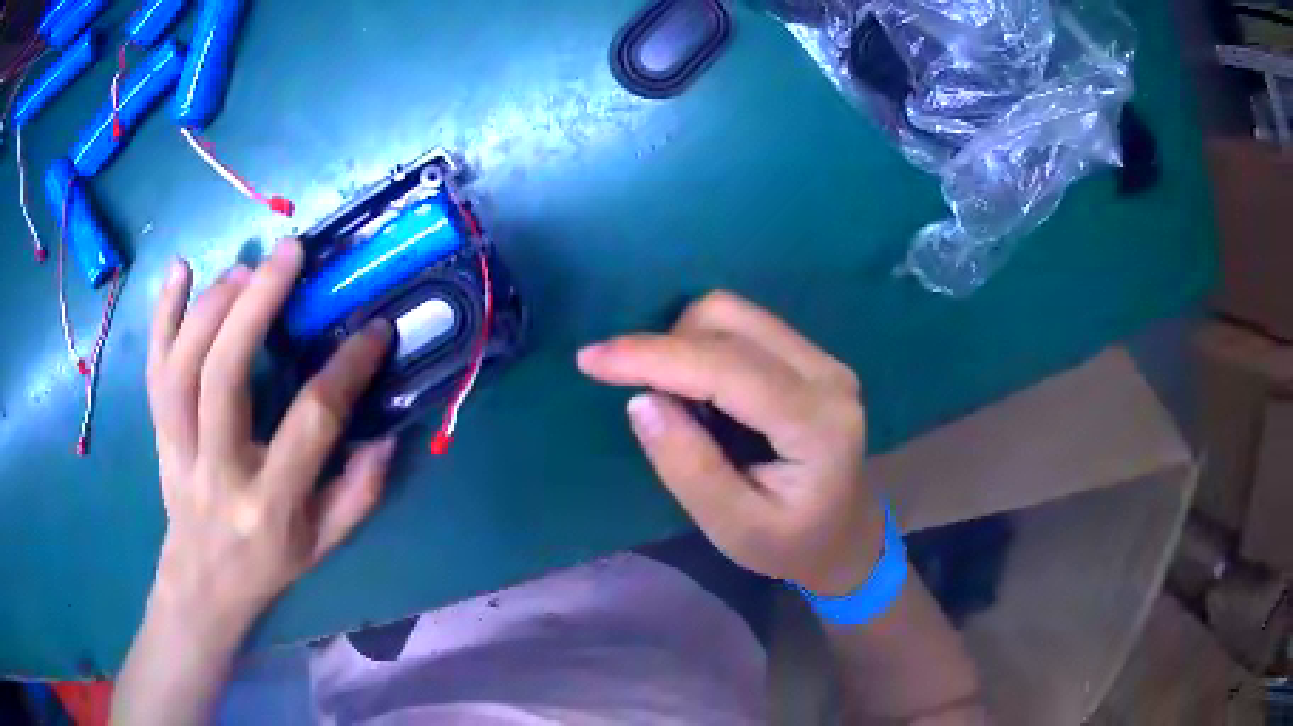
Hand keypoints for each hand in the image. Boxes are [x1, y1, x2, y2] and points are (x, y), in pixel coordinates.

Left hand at [145, 239, 395, 631]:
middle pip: (225, 377)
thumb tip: (386, 433)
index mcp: (270, 505)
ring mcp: (179, 450)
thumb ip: (358, 494)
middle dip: (256, 306)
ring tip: (246, 268)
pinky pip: (154, 370)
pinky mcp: (158, 434)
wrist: (203, 583)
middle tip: (289, 255)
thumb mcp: (325, 545)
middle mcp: (218, 471)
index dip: (345, 370)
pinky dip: (162, 315)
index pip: (309, 424)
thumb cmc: (268, 564)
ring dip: (212, 306)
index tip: (374, 328)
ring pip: (182, 367)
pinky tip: (180, 269)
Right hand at [578, 291, 881, 595]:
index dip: (654, 356)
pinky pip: (745, 326)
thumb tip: (641, 401)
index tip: (590, 359)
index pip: (727, 368)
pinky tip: (703, 391)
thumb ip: (689, 467)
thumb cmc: (791, 544)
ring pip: (735, 313)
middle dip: (666, 347)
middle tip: (648, 401)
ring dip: (685, 343)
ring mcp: (824, 359)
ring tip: (678, 401)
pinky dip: (705, 345)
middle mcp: (827, 375)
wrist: (847, 536)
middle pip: (729, 320)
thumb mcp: (734, 529)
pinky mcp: (812, 357)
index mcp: (816, 424)